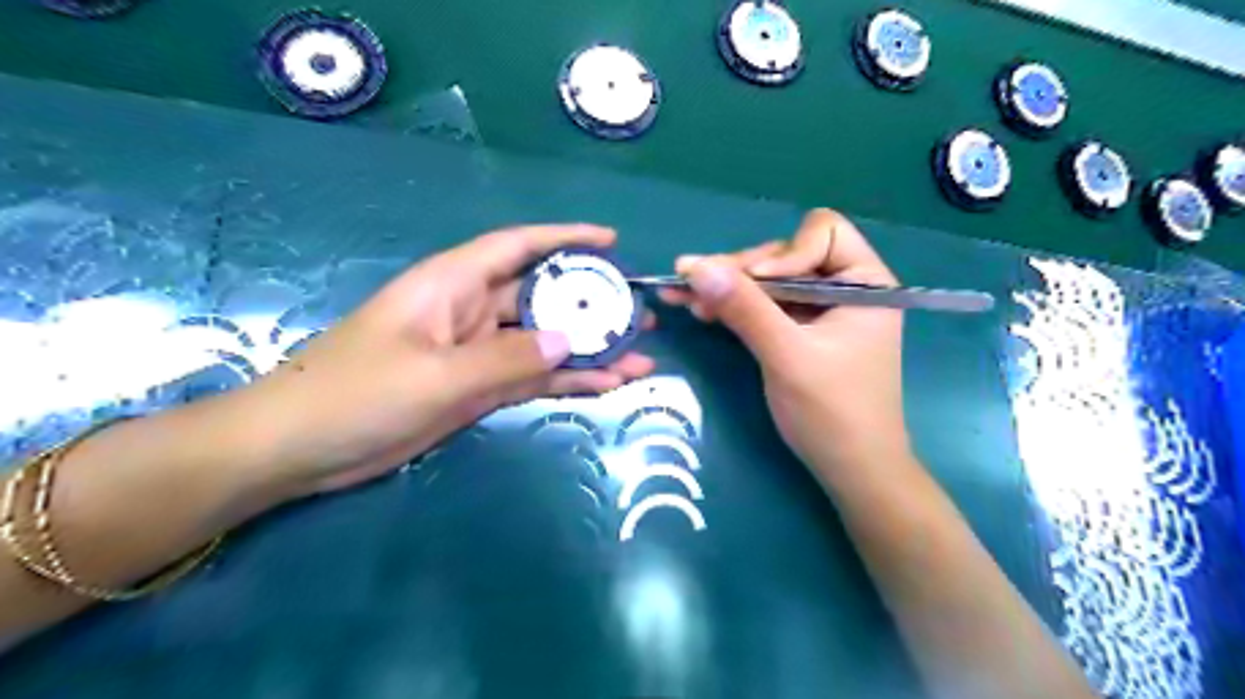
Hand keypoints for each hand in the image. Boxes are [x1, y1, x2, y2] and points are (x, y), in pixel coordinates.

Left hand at [238, 227, 654, 494]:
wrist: (301, 448)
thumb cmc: (356, 394)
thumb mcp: (435, 375)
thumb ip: (506, 357)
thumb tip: (569, 341)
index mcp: (452, 285)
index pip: (517, 246)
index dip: (565, 238)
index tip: (611, 241)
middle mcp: (470, 311)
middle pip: (542, 297)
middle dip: (592, 303)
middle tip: (641, 314)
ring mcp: (477, 353)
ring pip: (544, 342)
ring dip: (589, 349)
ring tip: (640, 356)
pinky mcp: (478, 388)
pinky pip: (532, 377)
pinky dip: (567, 380)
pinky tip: (606, 385)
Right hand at [667, 210, 910, 478]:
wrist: (852, 470)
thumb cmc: (833, 413)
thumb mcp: (787, 356)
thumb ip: (744, 308)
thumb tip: (695, 266)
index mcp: (866, 282)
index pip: (822, 233)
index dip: (784, 254)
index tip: (755, 287)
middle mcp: (846, 287)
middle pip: (786, 255)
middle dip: (741, 272)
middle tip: (692, 283)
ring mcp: (822, 310)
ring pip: (769, 280)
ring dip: (729, 288)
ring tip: (684, 297)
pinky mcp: (802, 331)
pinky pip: (766, 306)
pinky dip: (736, 307)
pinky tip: (702, 310)